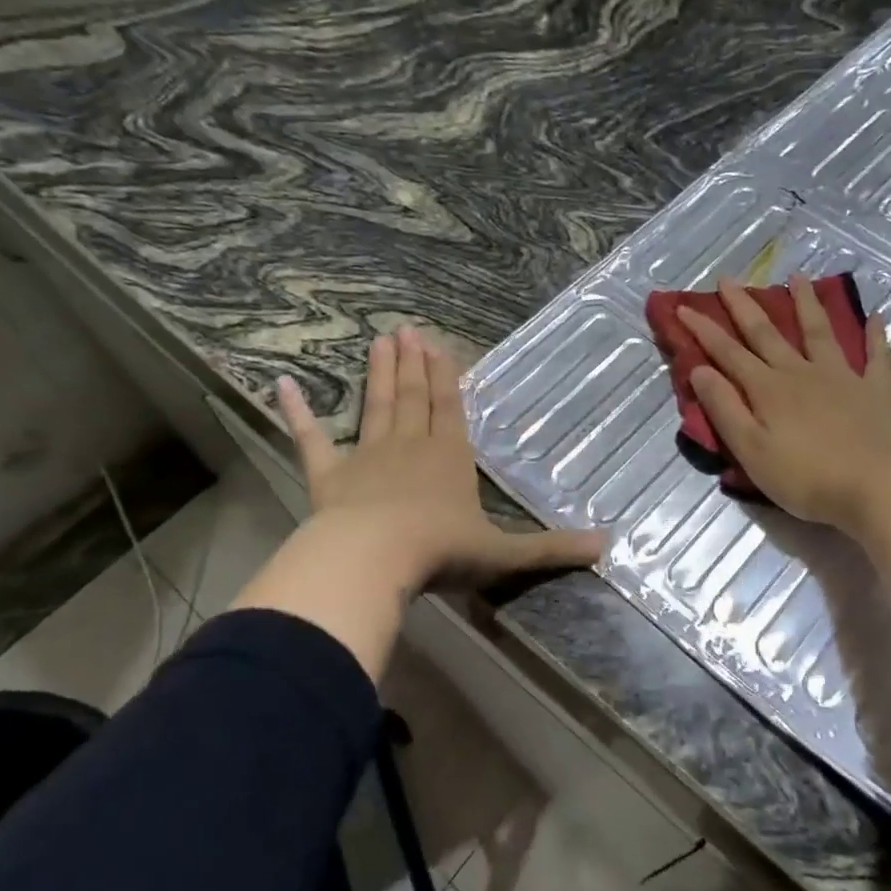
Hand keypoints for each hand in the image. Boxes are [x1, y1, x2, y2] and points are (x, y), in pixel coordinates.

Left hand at [276, 326, 605, 593]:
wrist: (375, 560)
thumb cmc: (441, 552)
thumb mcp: (504, 554)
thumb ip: (552, 549)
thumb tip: (608, 545)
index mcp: (449, 459)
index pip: (450, 409)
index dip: (446, 378)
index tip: (439, 346)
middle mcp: (410, 447)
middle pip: (413, 398)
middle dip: (412, 364)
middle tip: (407, 330)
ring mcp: (366, 457)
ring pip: (375, 406)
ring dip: (378, 374)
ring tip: (379, 340)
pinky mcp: (328, 476)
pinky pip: (310, 439)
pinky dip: (297, 412)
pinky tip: (282, 383)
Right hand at [679, 276, 890, 535]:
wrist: (876, 489)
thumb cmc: (806, 478)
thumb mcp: (751, 450)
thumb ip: (725, 408)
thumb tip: (699, 370)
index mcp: (768, 389)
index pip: (728, 353)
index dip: (704, 330)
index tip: (684, 307)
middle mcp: (801, 373)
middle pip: (767, 333)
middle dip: (744, 306)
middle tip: (728, 279)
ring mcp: (842, 378)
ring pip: (820, 332)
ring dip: (806, 304)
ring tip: (798, 277)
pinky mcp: (876, 391)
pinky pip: (876, 357)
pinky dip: (875, 335)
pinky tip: (875, 316)